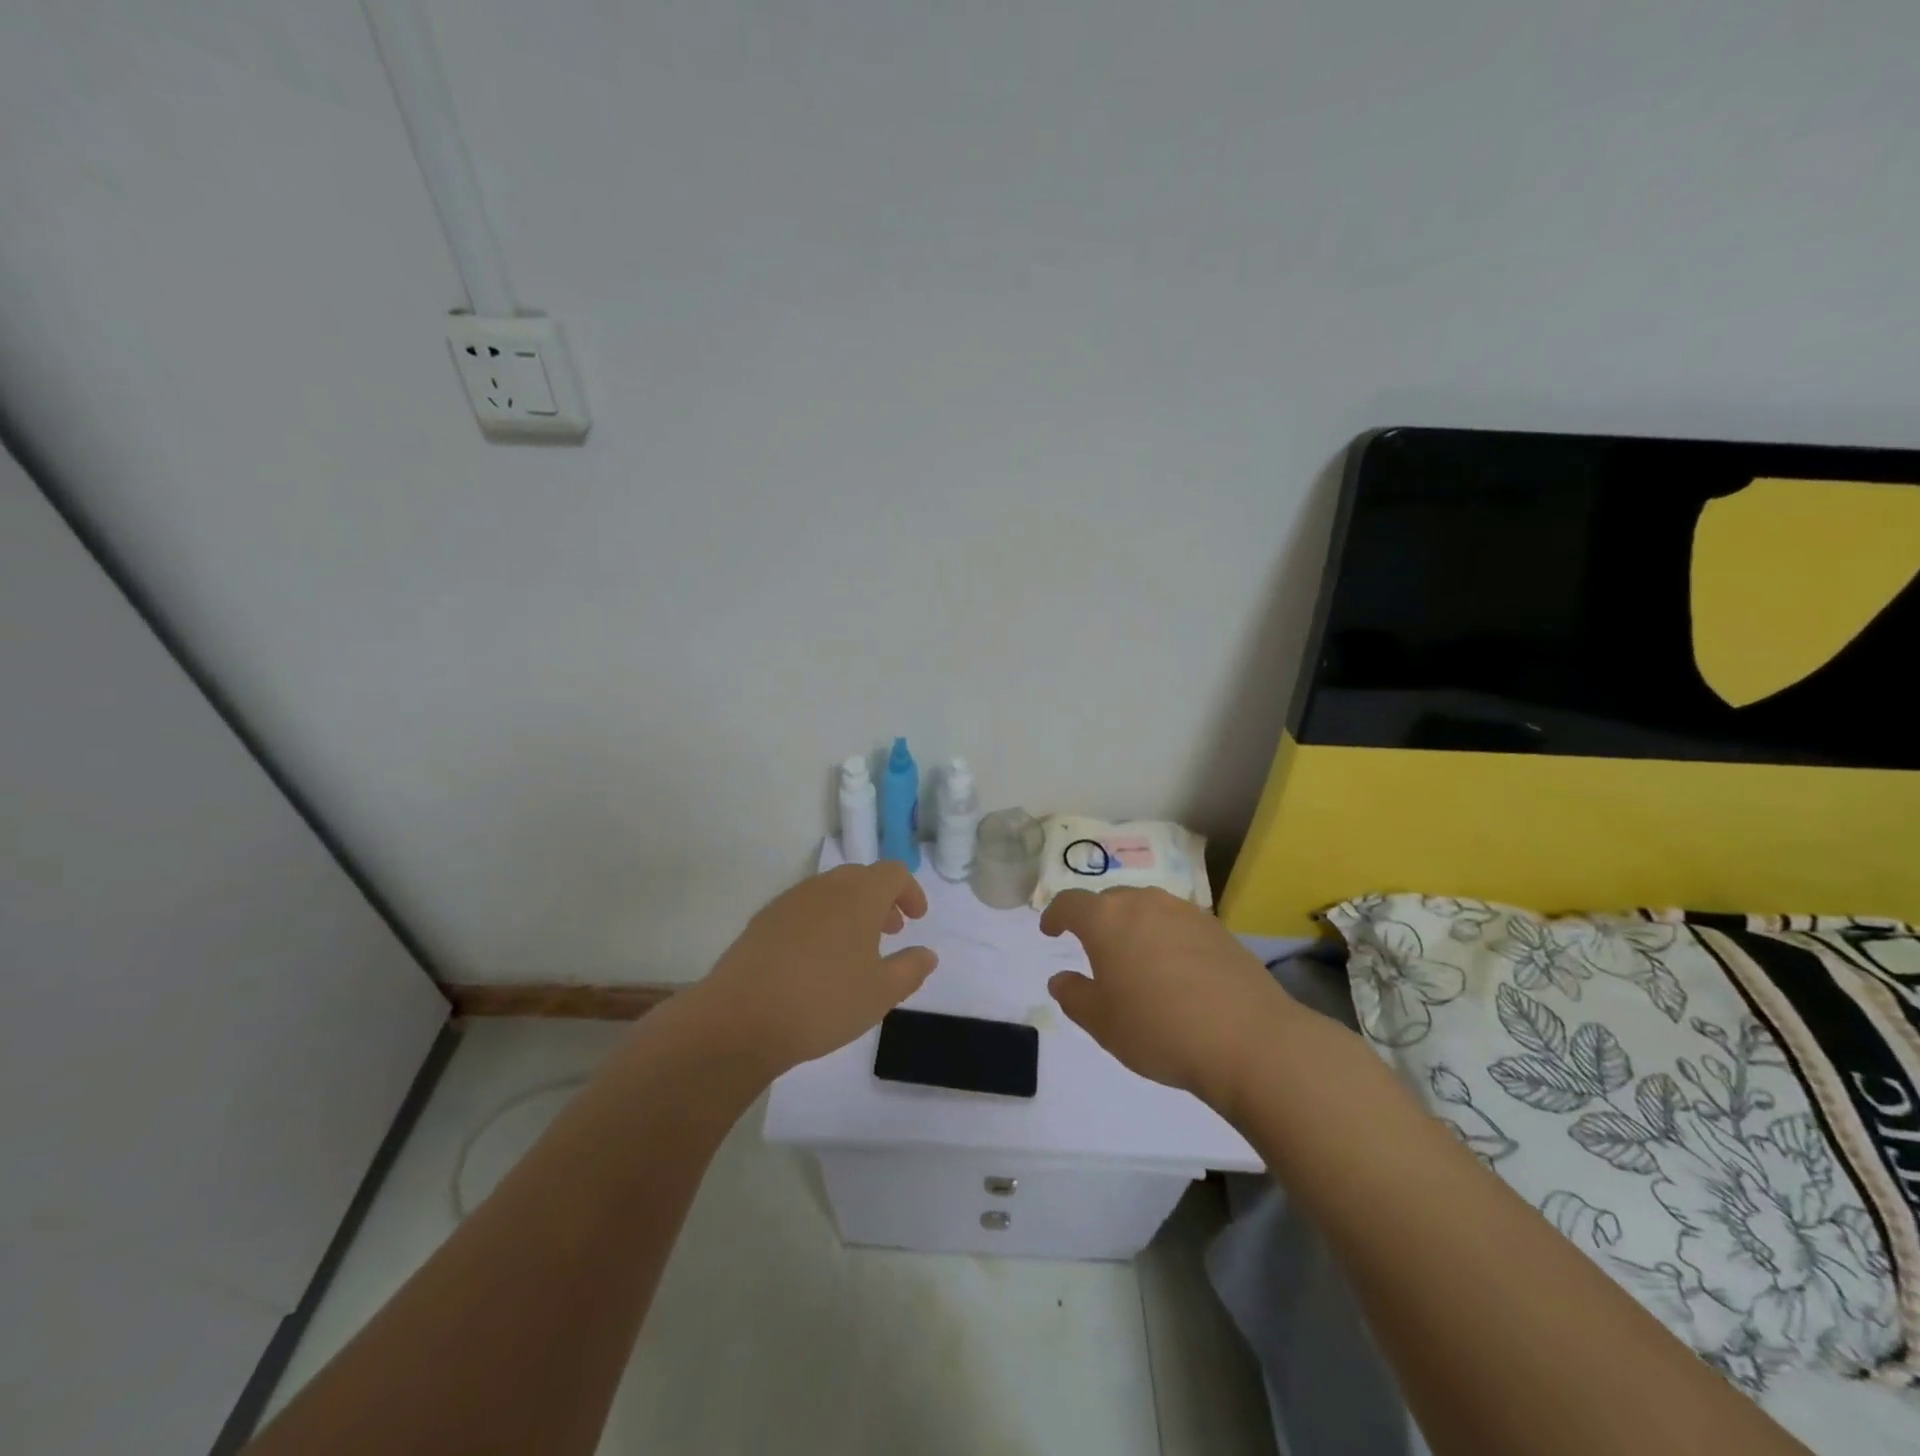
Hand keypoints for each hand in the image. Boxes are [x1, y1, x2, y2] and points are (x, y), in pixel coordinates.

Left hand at [697, 862, 938, 1076]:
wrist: (740, 1019)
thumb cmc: (824, 1001)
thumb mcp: (881, 993)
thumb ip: (910, 969)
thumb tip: (927, 954)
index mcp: (859, 895)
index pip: (893, 873)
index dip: (910, 891)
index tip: (916, 919)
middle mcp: (824, 887)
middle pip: (861, 877)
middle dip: (881, 900)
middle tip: (891, 931)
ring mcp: (789, 901)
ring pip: (830, 892)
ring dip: (851, 910)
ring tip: (855, 948)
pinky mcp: (763, 921)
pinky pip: (804, 909)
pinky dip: (822, 921)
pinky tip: (817, 959)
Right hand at [1042, 887, 1297, 1116]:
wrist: (1248, 1040)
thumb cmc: (1159, 1029)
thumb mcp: (1101, 1022)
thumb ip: (1074, 995)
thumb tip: (1061, 978)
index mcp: (1106, 919)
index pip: (1070, 903)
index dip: (1055, 915)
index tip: (1050, 930)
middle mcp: (1144, 903)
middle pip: (1110, 900)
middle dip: (1097, 919)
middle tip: (1094, 950)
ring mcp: (1185, 912)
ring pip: (1147, 909)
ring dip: (1134, 926)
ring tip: (1135, 959)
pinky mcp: (1218, 928)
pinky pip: (1178, 924)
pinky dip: (1166, 938)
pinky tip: (1175, 971)